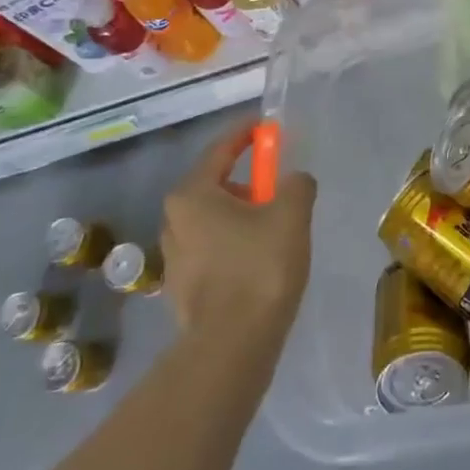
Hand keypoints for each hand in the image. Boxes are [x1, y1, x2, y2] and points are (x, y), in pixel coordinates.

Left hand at [160, 121, 316, 358]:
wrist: (233, 344)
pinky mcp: (182, 288)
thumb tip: (294, 181)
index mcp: (192, 195)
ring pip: (215, 220)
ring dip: (243, 216)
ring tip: (276, 231)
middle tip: (280, 190)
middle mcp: (174, 220)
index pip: (220, 149)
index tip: (266, 125)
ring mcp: (174, 257)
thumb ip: (296, 184)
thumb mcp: (291, 214)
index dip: (246, 133)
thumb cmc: (260, 267)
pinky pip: (213, 249)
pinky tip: (260, 262)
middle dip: (249, 182)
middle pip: (216, 185)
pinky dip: (235, 245)